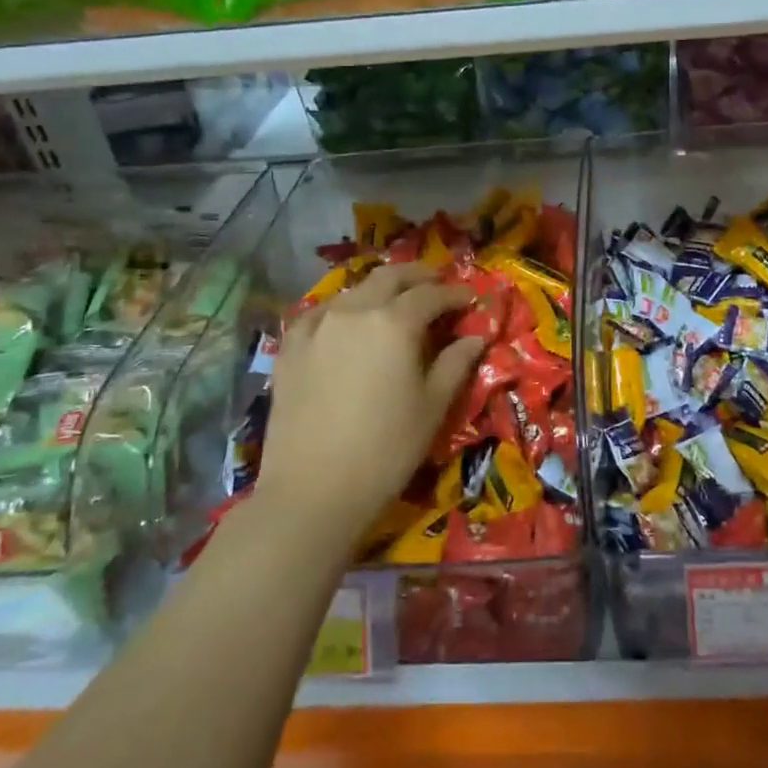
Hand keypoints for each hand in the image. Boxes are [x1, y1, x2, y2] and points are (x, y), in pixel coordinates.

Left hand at [257, 264, 482, 542]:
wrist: (312, 491)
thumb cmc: (386, 450)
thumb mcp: (433, 406)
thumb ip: (456, 363)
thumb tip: (476, 336)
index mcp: (395, 322)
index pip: (432, 295)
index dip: (455, 294)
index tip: (470, 299)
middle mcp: (355, 311)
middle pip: (391, 277)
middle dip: (418, 276)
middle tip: (437, 282)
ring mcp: (318, 325)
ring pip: (355, 290)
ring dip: (381, 289)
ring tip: (395, 302)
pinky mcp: (291, 347)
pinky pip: (320, 313)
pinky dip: (342, 309)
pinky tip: (346, 322)